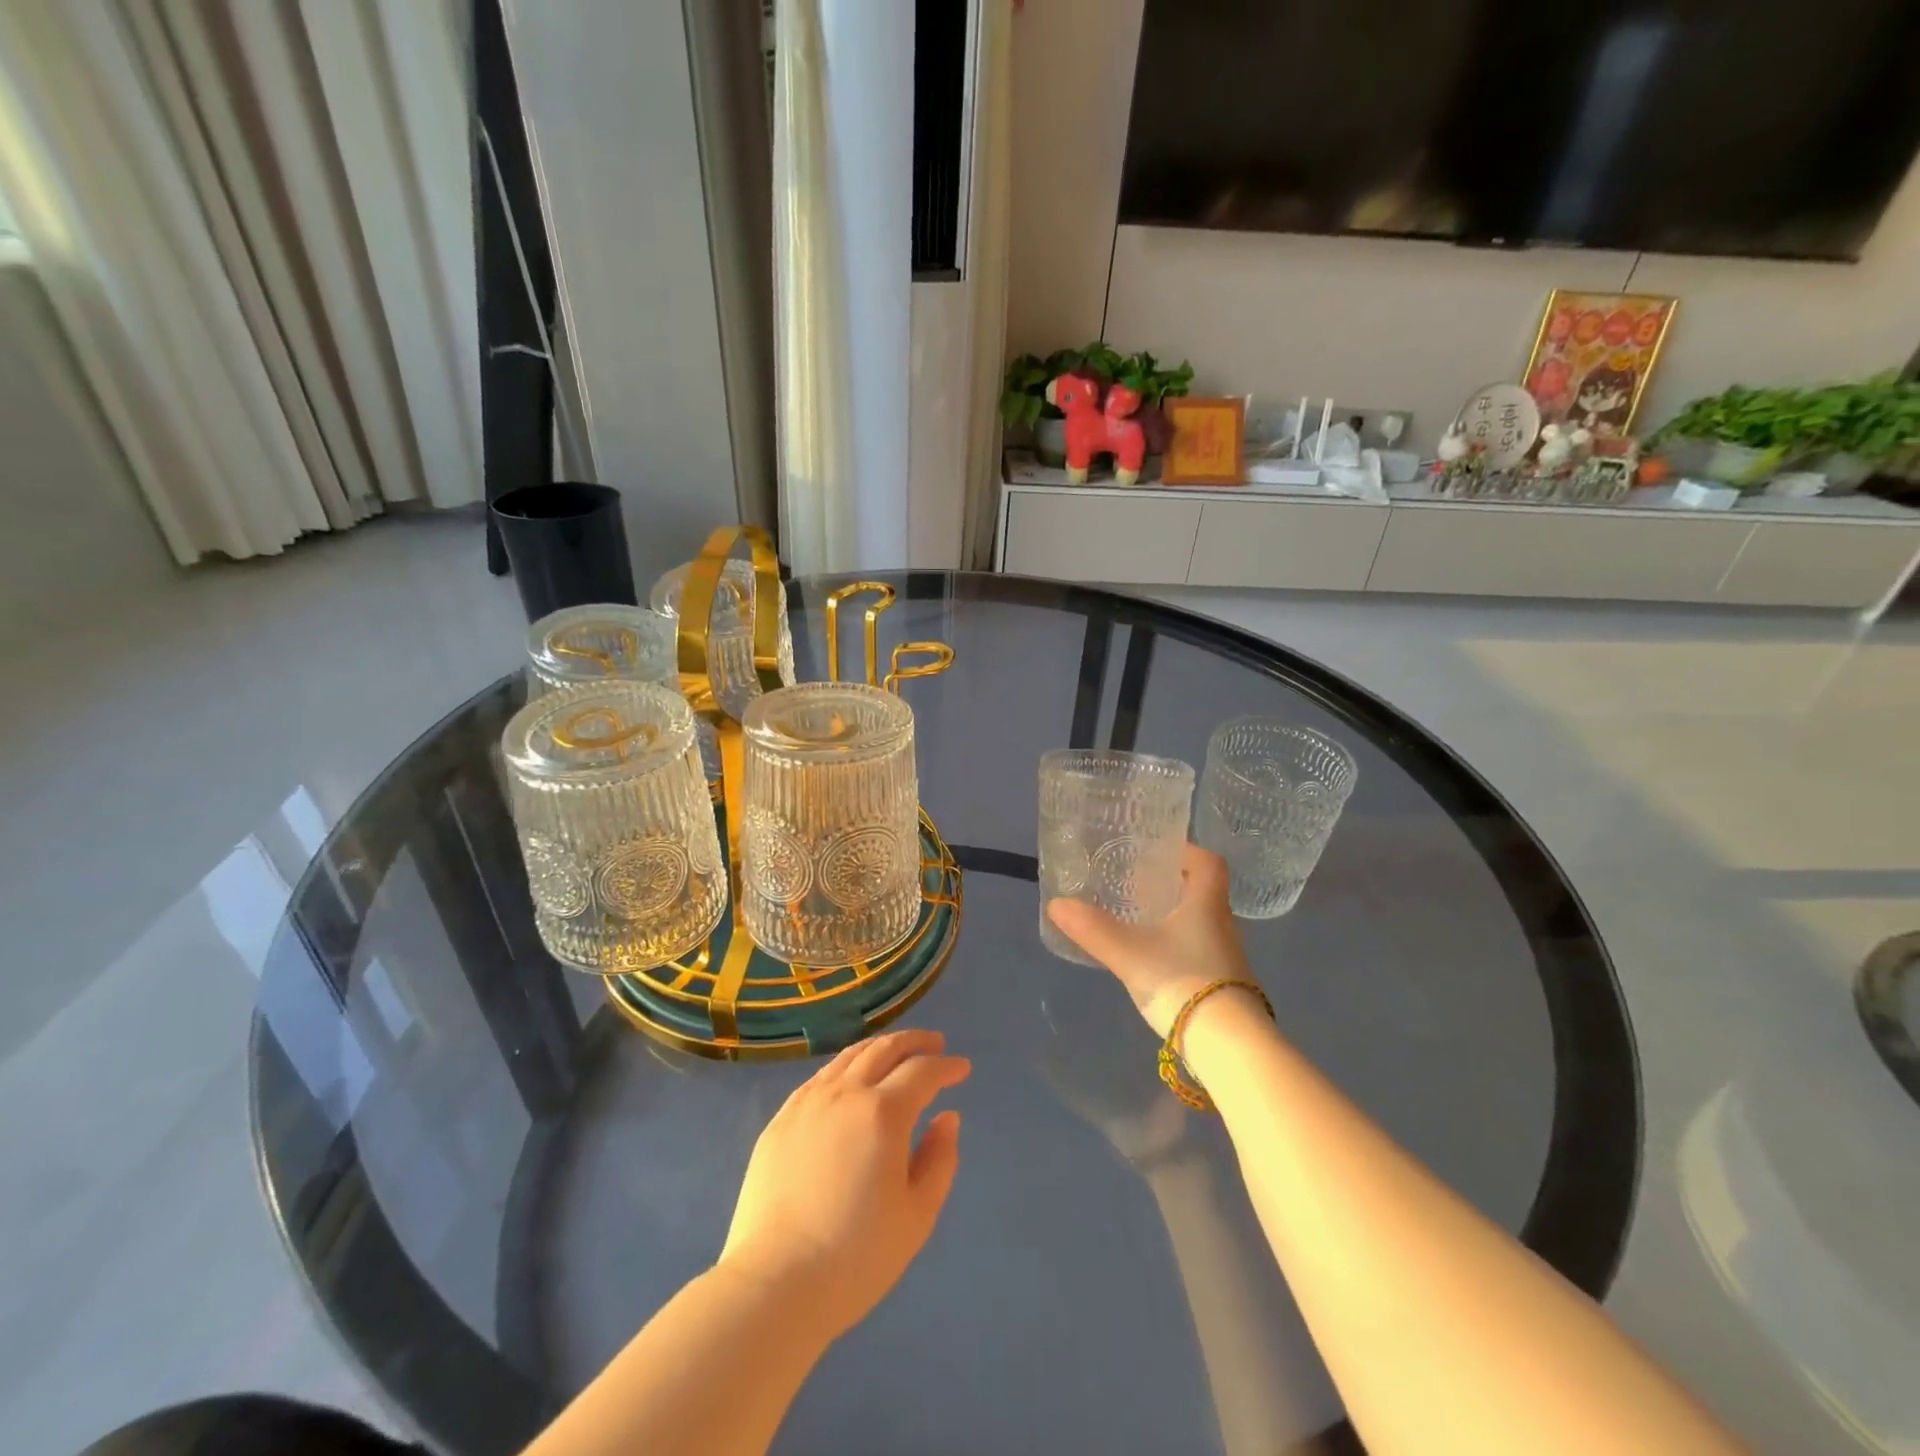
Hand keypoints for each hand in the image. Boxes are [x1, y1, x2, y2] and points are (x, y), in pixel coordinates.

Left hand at [718, 1029, 969, 1341]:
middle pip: (884, 1049)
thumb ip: (939, 1159)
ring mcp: (808, 1102)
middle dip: (915, 1042)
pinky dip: (846, 1066)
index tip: (962, 1068)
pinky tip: (850, 1080)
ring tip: (896, 1052)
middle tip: (935, 1044)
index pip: (922, 1072)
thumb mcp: (917, 1215)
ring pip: (849, 1056)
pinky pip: (820, 1077)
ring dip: (880, 1048)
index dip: (946, 1066)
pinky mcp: (781, 1119)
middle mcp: (845, 1093)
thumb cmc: (856, 1256)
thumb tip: (947, 1118)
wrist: (775, 1284)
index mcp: (883, 1112)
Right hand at [1046, 844, 1252, 1037]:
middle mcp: (1223, 925)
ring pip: (1201, 924)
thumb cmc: (1183, 981)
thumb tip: (1056, 904)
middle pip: (1203, 892)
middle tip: (1138, 884)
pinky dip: (1179, 948)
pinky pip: (1200, 952)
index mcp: (1207, 905)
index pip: (1209, 863)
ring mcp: (1227, 959)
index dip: (1187, 851)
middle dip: (1173, 885)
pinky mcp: (1224, 986)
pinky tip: (1154, 960)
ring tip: (1140, 920)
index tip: (1159, 851)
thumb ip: (1093, 929)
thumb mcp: (1129, 953)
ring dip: (1176, 918)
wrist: (1229, 1047)